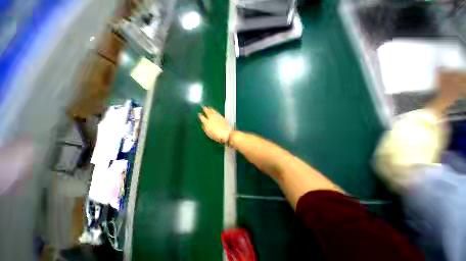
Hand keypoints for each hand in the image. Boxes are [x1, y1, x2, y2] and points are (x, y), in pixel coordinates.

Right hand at [198, 106, 231, 143]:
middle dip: (205, 109)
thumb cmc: (216, 135)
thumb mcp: (208, 133)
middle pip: (208, 112)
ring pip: (213, 111)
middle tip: (203, 107)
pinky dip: (216, 111)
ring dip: (211, 109)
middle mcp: (212, 118)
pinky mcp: (223, 117)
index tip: (199, 114)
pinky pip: (218, 113)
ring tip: (209, 108)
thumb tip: (203, 124)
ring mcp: (218, 117)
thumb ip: (205, 128)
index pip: (202, 117)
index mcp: (207, 122)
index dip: (200, 115)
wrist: (226, 134)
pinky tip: (216, 111)